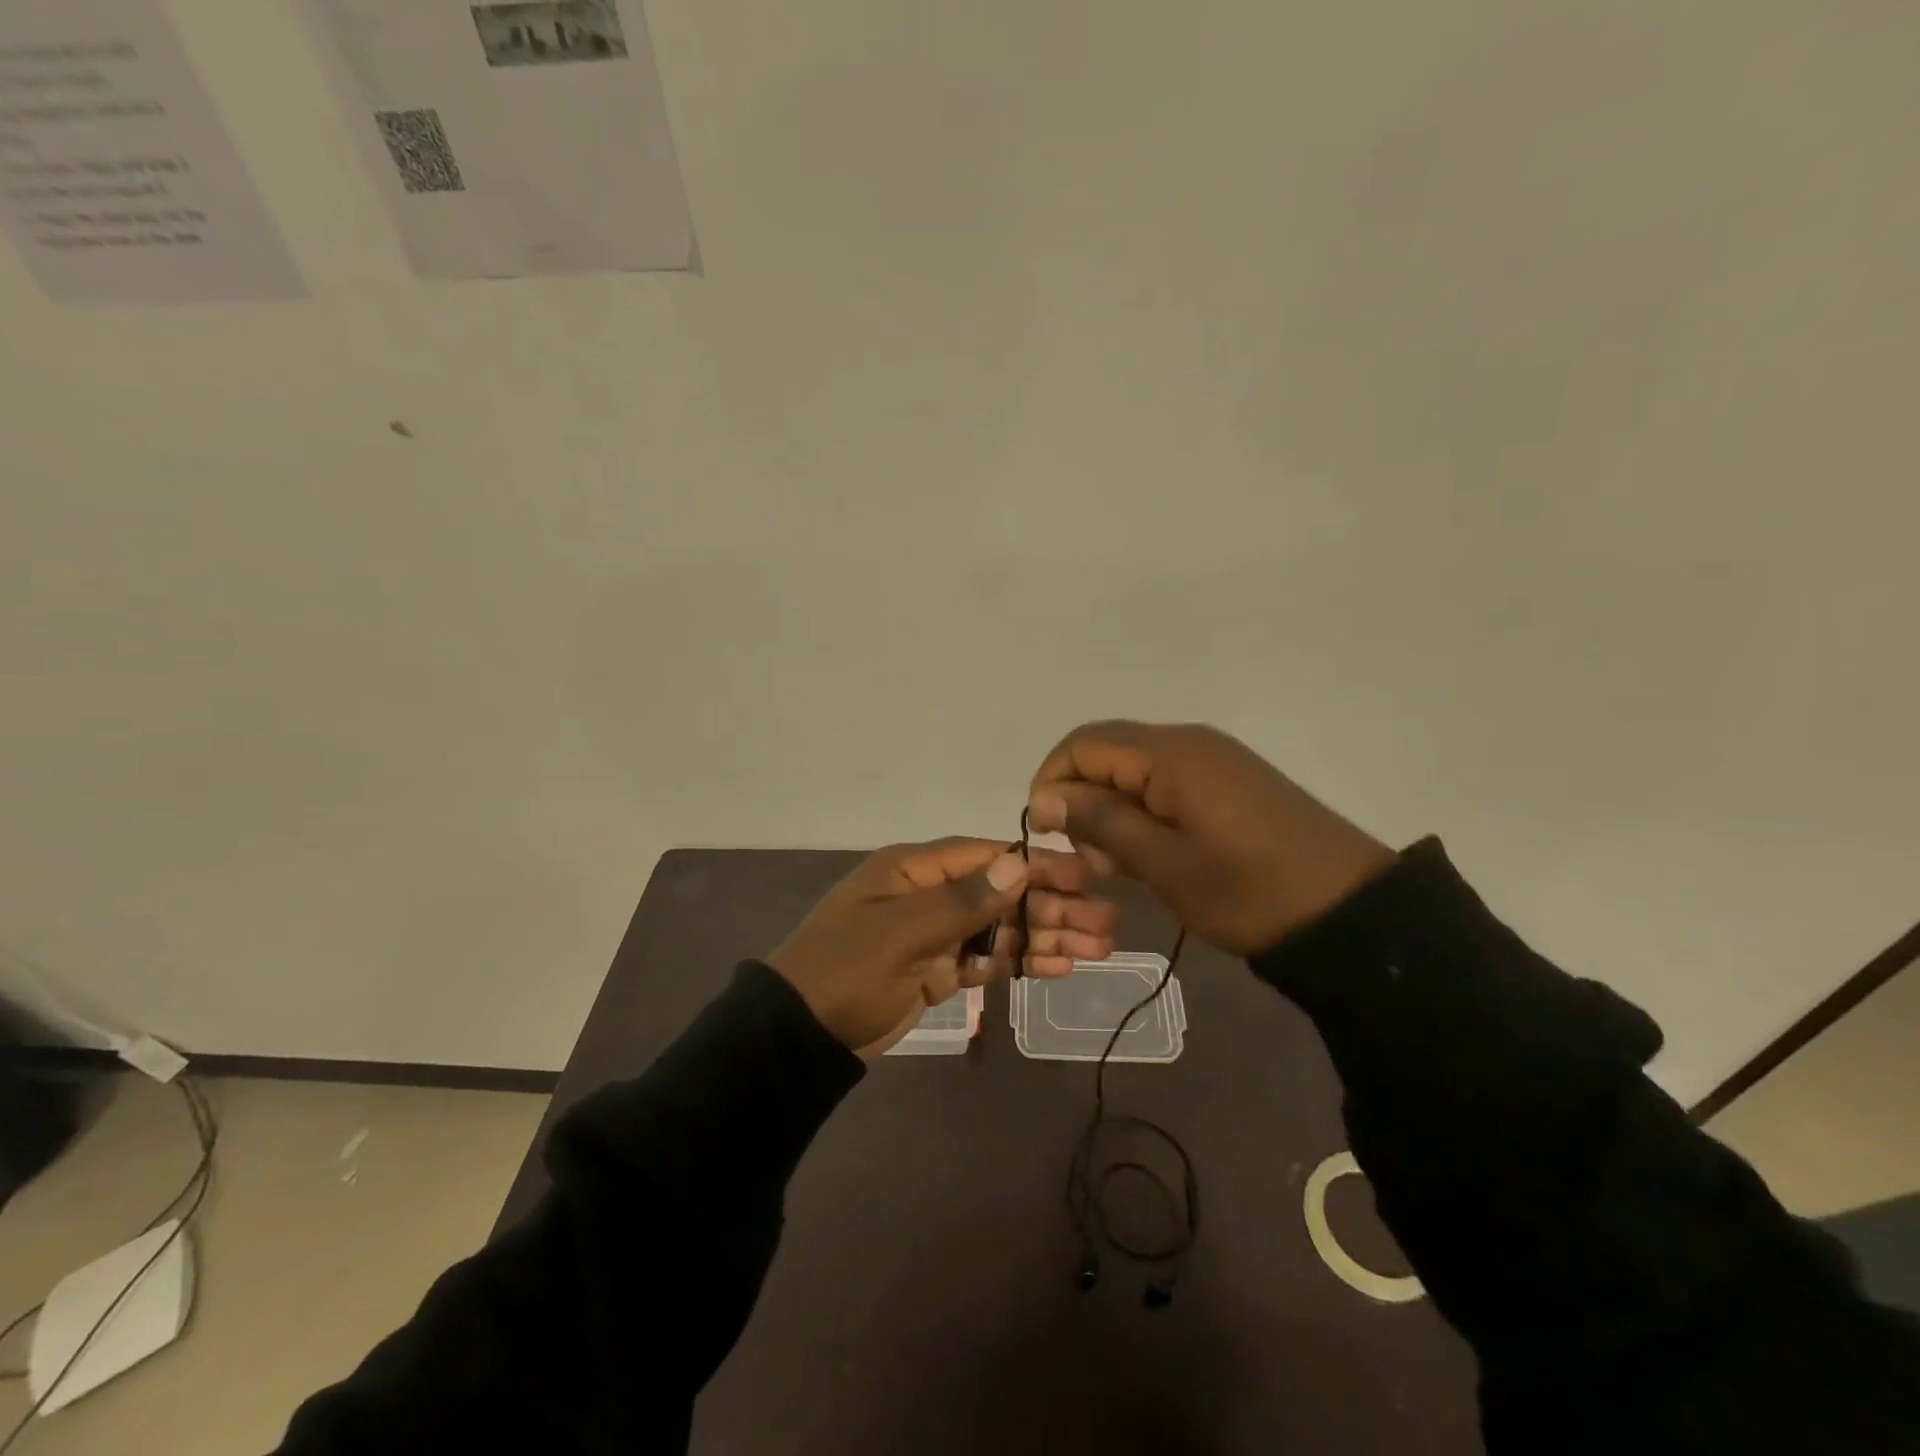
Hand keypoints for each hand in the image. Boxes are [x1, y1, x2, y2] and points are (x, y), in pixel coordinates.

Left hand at [768, 838, 1116, 1055]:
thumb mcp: (901, 932)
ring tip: (1100, 946)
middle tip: (1106, 920)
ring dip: (1047, 935)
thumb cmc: (845, 971)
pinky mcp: (938, 969)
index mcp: (915, 868)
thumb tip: (1019, 864)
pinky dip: (1022, 962)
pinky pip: (988, 959)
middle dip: (1053, 904)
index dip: (1038, 864)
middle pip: (1003, 892)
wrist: (798, 1036)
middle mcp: (930, 892)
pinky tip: (1061, 967)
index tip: (1086, 873)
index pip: (988, 856)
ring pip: (1002, 927)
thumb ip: (962, 901)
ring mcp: (935, 932)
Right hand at [1026, 721, 1395, 954]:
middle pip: (1105, 751)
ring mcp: (1212, 760)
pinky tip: (1145, 855)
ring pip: (1133, 769)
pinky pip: (1164, 782)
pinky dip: (1140, 812)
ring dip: (1109, 809)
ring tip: (1111, 866)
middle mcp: (1187, 742)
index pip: (1082, 744)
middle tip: (1081, 856)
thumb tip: (1044, 797)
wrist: (1350, 913)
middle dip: (1078, 797)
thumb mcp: (1164, 863)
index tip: (1045, 833)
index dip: (1051, 782)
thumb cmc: (1248, 891)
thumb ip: (1100, 822)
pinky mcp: (1228, 782)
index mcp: (1170, 754)